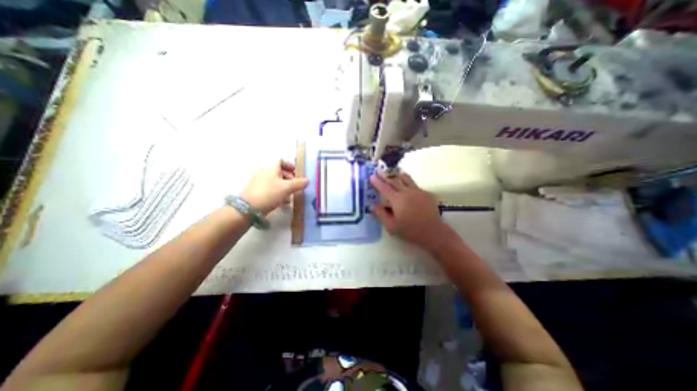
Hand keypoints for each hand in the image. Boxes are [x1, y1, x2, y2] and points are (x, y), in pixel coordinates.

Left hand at [242, 162, 308, 216]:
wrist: (248, 208)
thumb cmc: (270, 193)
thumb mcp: (287, 188)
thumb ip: (299, 183)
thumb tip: (307, 180)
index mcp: (271, 167)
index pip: (281, 160)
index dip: (290, 165)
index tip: (296, 173)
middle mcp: (264, 171)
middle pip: (279, 171)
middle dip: (289, 177)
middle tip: (296, 185)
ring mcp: (259, 181)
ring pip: (275, 181)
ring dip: (285, 186)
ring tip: (291, 194)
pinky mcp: (257, 191)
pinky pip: (270, 188)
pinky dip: (278, 192)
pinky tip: (283, 201)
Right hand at [366, 169, 455, 251]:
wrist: (433, 232)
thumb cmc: (410, 231)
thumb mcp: (391, 226)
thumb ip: (381, 214)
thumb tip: (373, 206)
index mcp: (397, 200)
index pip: (384, 188)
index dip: (377, 182)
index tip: (371, 176)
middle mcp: (406, 192)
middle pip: (394, 180)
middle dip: (385, 174)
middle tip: (379, 169)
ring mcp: (418, 191)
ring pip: (406, 178)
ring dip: (397, 174)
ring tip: (393, 172)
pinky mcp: (426, 193)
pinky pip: (415, 185)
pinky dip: (408, 183)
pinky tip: (407, 187)